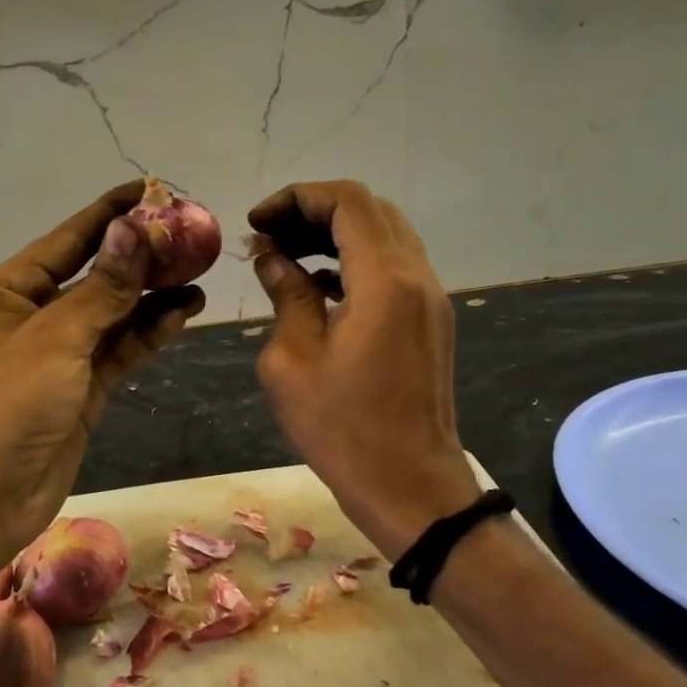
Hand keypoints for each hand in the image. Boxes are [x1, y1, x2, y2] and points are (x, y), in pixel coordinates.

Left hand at [0, 181, 205, 573]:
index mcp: (5, 291)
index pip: (66, 240)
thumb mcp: (56, 337)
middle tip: (189, 237)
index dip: (109, 214)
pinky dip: (148, 333)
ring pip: (111, 315)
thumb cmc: (6, 403)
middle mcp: (29, 317)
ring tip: (197, 275)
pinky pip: (118, 351)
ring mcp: (56, 356)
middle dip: (139, 257)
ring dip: (151, 296)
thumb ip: (104, 287)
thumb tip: (135, 228)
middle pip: (93, 276)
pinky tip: (183, 313)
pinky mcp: (79, 390)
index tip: (151, 190)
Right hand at [248, 181, 477, 557]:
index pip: (347, 201)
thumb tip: (272, 257)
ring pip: (384, 235)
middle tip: (269, 237)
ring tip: (286, 256)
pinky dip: (354, 260)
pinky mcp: (429, 321)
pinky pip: (393, 267)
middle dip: (313, 211)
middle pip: (369, 210)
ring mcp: (429, 299)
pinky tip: (317, 286)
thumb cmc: (343, 429)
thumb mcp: (292, 360)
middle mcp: (416, 277)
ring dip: (334, 234)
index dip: (296, 198)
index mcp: (385, 280)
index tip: (257, 222)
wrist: (411, 488)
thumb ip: (285, 295)